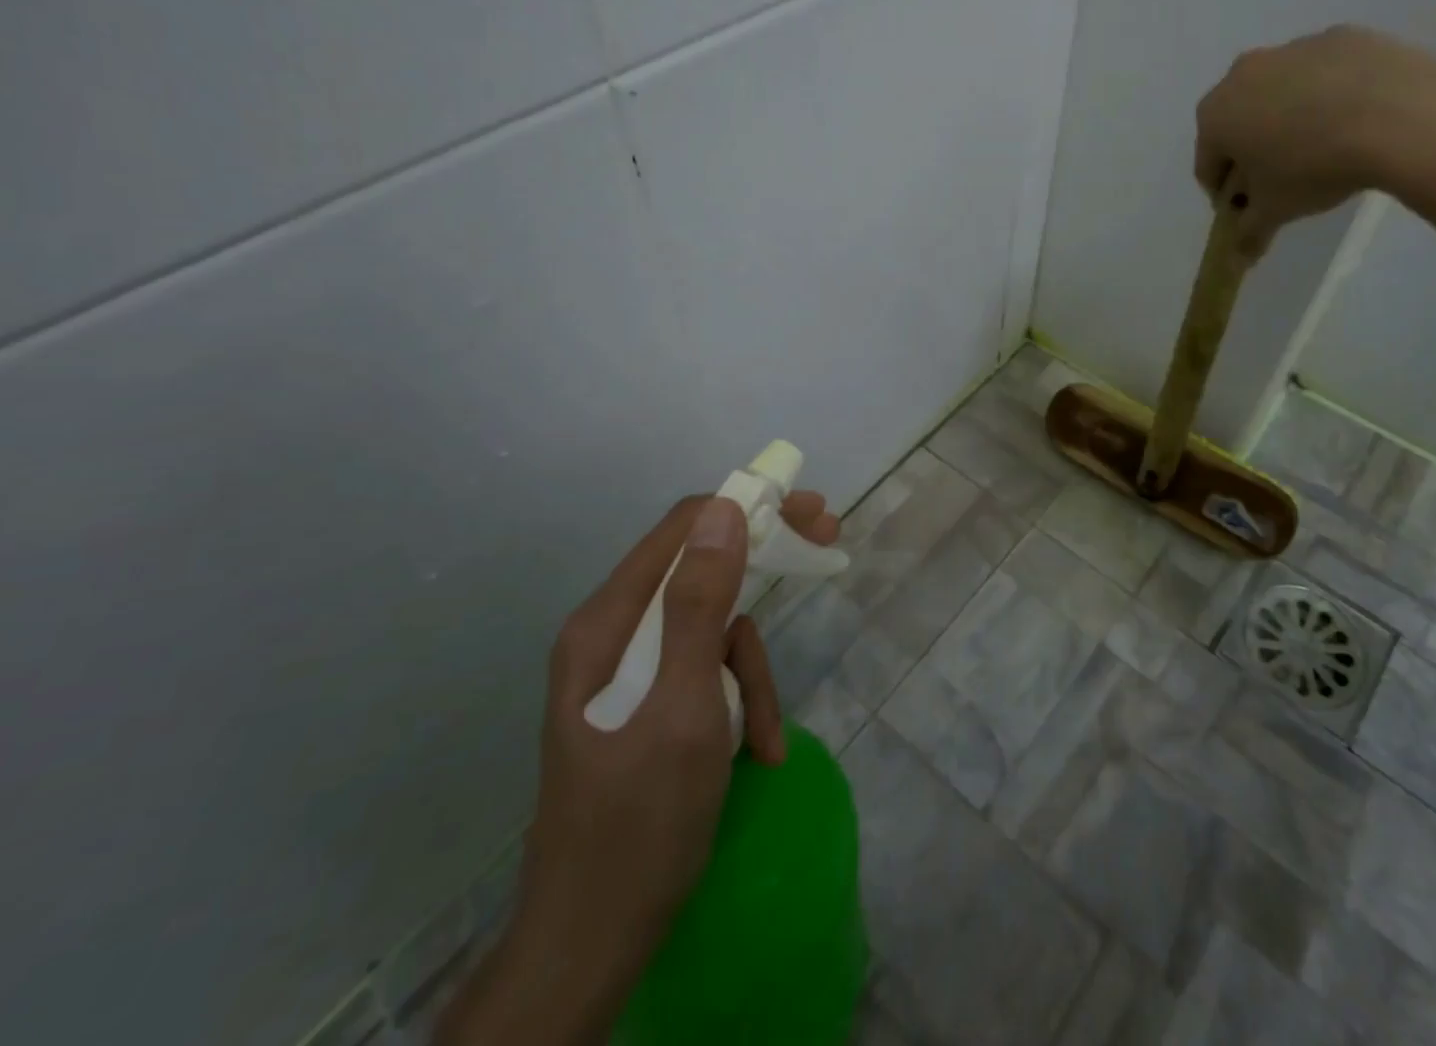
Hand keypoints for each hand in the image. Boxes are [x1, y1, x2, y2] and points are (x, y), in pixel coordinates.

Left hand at [436, 490, 841, 1045]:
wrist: (592, 943)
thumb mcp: (683, 708)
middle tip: (827, 542)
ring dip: (751, 673)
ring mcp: (632, 670)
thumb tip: (725, 508)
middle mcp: (615, 633)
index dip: (749, 508)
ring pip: (715, 630)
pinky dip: (740, 703)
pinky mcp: (651, 703)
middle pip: (702, 569)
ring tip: (760, 738)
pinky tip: (754, 753)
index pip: (684, 528)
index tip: (809, 513)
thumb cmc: (638, 823)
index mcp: (608, 622)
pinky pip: (708, 674)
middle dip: (764, 568)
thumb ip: (700, 605)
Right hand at [1194, 24, 1435, 258]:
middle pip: (1239, 124)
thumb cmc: (1313, 167)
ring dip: (1290, 122)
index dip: (1227, 195)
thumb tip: (1239, 256)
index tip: (1250, 212)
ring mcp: (1292, 49)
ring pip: (1281, 95)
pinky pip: (1324, 75)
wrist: (1397, 114)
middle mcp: (1242, 74)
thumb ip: (1249, 233)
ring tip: (1326, 151)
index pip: (1208, 165)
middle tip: (1285, 182)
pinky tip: (1357, 122)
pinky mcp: (1340, 37)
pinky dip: (1330, 97)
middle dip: (1254, 153)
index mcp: (1215, 115)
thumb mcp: (1276, 211)